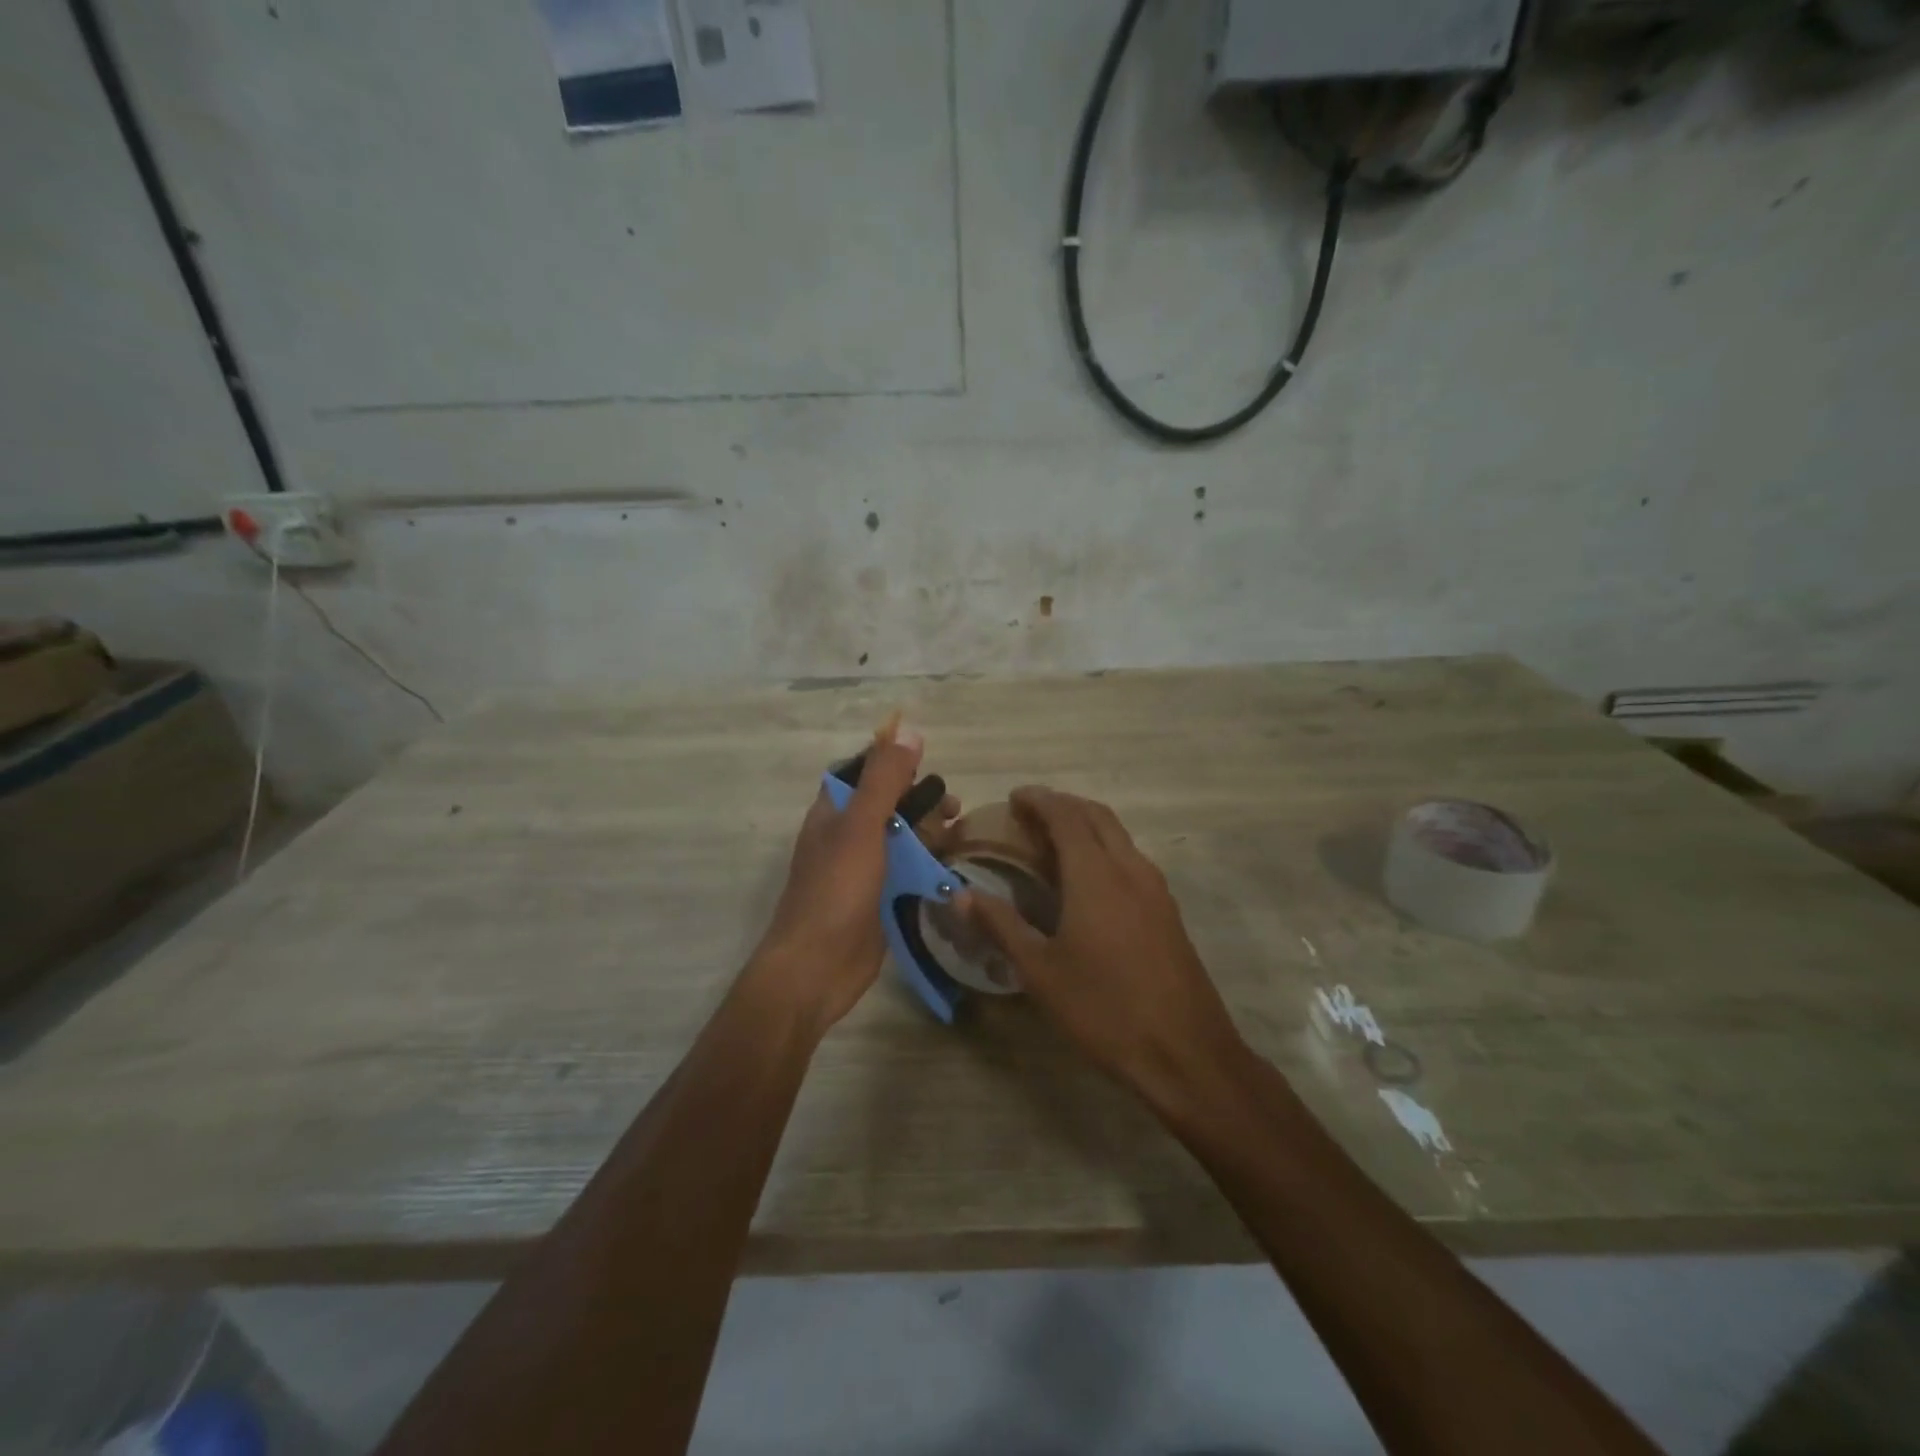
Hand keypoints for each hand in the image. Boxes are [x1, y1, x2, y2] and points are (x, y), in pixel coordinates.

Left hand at [748, 721, 959, 1031]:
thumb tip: (909, 731)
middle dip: (922, 802)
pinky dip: (929, 867)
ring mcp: (863, 870)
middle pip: (889, 806)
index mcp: (834, 812)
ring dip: (930, 834)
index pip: (863, 773)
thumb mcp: (862, 826)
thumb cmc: (836, 889)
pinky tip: (953, 869)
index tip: (928, 765)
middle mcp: (847, 836)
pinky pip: (907, 874)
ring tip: (961, 835)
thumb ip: (884, 780)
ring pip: (901, 841)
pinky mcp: (879, 900)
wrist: (817, 967)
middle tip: (955, 809)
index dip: (893, 764)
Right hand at [965, 788, 1244, 1109]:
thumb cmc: (1104, 1009)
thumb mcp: (1041, 970)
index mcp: (1096, 874)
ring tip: (1052, 844)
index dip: (1038, 800)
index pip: (1066, 814)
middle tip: (1029, 816)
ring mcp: (1155, 888)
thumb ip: (1000, 925)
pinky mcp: (1168, 909)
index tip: (1013, 799)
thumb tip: (960, 894)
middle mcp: (1130, 867)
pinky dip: (1103, 849)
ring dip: (1085, 826)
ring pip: (1118, 835)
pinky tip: (1086, 882)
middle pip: (1096, 815)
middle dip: (1062, 805)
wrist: (1185, 1052)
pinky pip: (1131, 859)